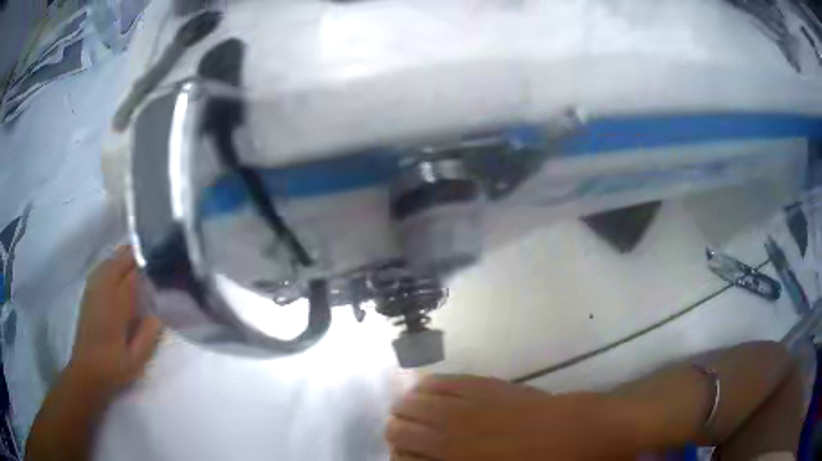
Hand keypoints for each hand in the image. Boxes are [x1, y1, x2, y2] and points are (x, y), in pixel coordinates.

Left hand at [68, 246, 162, 394]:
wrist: (86, 371)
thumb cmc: (112, 367)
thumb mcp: (135, 360)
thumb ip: (147, 337)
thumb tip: (157, 317)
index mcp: (115, 307)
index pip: (129, 276)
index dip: (142, 266)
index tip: (155, 263)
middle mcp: (102, 293)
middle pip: (116, 264)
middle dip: (130, 255)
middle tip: (147, 255)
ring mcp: (92, 293)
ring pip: (106, 264)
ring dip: (118, 259)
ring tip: (132, 259)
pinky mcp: (87, 297)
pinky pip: (98, 272)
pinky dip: (108, 266)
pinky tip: (114, 271)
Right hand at [386, 375, 639, 460]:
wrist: (586, 432)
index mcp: (459, 459)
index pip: (406, 454)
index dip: (398, 456)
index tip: (403, 457)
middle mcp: (457, 431)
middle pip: (405, 424)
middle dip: (397, 431)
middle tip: (402, 436)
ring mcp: (474, 404)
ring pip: (420, 400)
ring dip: (408, 406)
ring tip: (407, 410)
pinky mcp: (491, 386)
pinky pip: (449, 381)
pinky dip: (431, 384)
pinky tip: (425, 386)